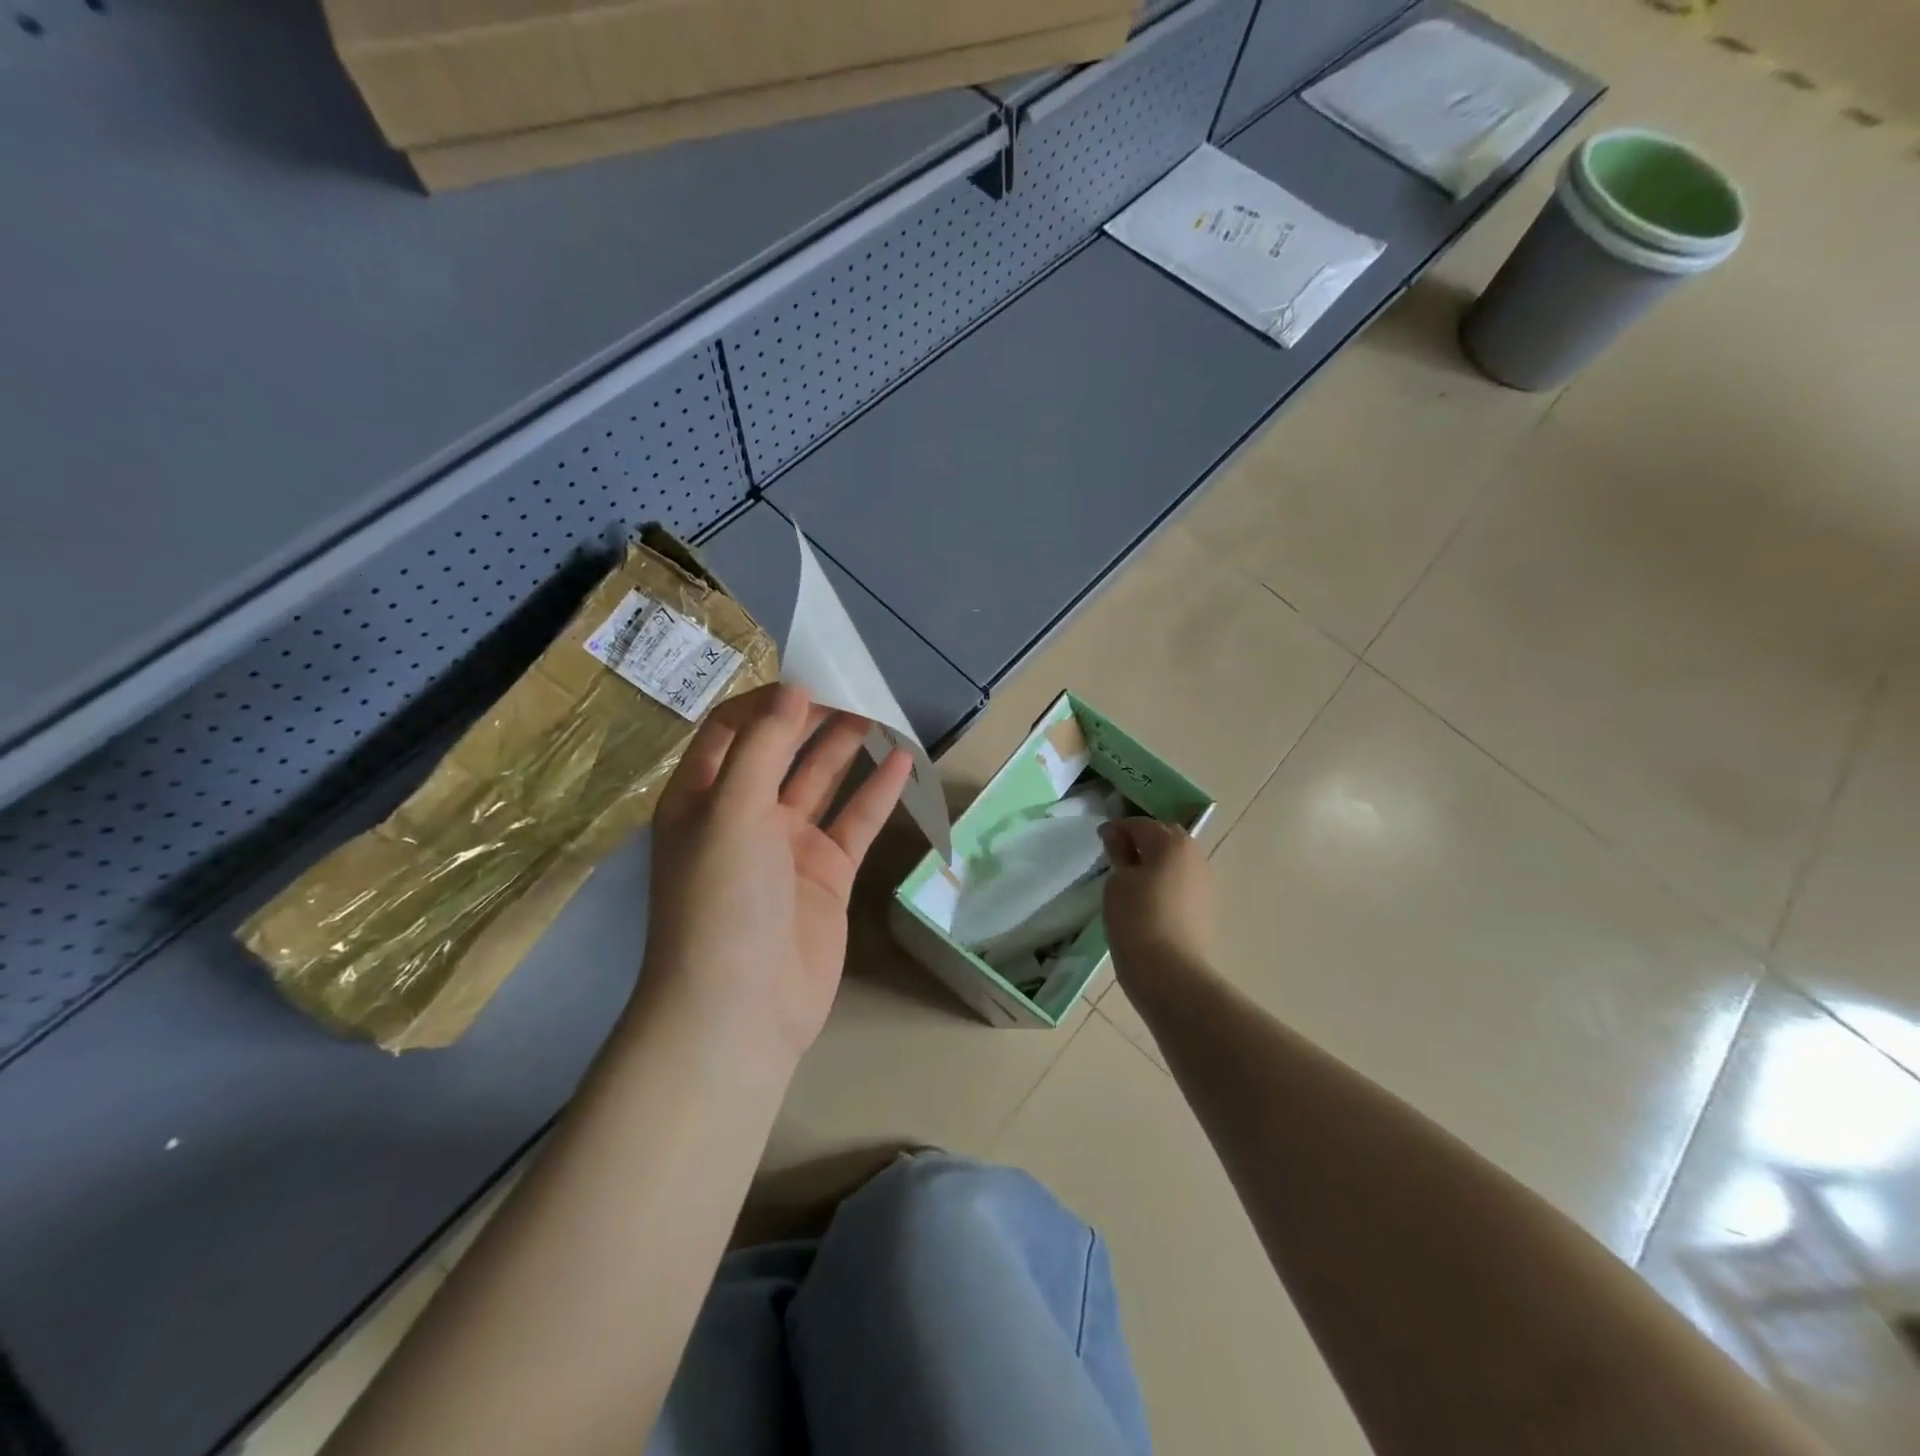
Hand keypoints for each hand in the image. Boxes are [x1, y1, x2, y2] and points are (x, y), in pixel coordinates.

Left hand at [640, 683, 912, 1067]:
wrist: (741, 1011)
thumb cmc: (721, 902)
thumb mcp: (729, 813)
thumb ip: (761, 748)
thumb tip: (792, 693)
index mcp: (702, 798)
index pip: (731, 730)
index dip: (767, 702)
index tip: (810, 679)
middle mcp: (743, 816)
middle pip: (780, 751)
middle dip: (812, 718)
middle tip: (854, 686)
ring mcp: (787, 846)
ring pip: (821, 782)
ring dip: (846, 747)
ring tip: (879, 710)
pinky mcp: (826, 874)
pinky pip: (854, 823)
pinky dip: (876, 793)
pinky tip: (902, 760)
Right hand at [1099, 818, 1215, 997]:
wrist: (1168, 971)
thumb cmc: (1136, 917)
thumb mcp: (1117, 881)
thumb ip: (1120, 854)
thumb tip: (1119, 838)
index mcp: (1172, 843)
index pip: (1140, 825)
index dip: (1117, 829)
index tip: (1100, 839)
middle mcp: (1195, 856)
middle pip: (1164, 838)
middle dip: (1141, 841)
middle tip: (1116, 855)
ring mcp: (1205, 883)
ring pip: (1176, 862)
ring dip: (1156, 862)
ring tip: (1132, 879)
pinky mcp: (1206, 908)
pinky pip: (1182, 884)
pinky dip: (1165, 883)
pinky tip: (1148, 900)